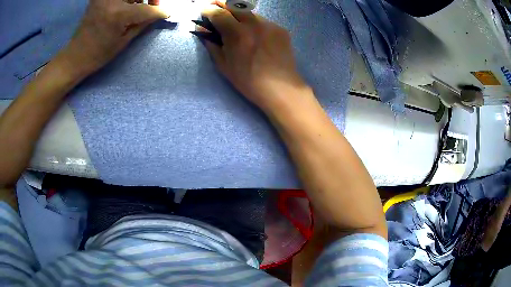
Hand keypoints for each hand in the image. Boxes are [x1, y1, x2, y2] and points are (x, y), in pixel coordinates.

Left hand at [62, 0, 168, 75]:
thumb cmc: (98, 54)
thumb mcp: (123, 41)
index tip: (167, 14)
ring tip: (137, 7)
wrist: (75, 56)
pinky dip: (126, 0)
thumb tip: (159, 13)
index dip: (159, 12)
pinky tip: (127, 5)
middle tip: (153, 5)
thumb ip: (143, 22)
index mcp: (118, 14)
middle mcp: (111, 0)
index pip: (147, 9)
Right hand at [200, 1, 308, 111]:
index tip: (204, 11)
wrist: (281, 88)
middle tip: (216, 9)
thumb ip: (212, 44)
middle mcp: (254, 24)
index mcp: (237, 34)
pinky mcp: (280, 28)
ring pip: (249, 12)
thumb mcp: (223, 65)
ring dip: (239, 14)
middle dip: (222, 5)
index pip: (219, 13)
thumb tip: (202, 29)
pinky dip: (254, 24)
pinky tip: (254, 35)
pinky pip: (262, 21)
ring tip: (236, 24)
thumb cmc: (248, 81)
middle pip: (235, 5)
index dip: (208, 10)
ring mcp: (270, 24)